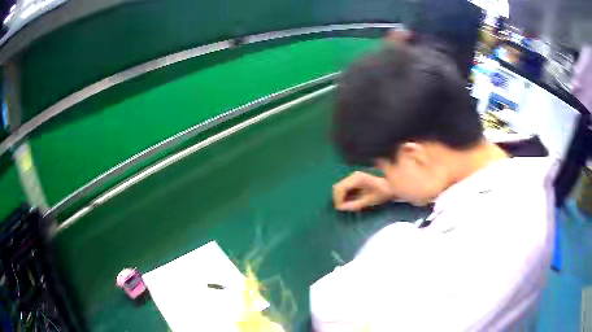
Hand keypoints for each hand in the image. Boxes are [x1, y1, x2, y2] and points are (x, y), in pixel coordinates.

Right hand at [332, 171, 392, 210]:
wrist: (391, 186)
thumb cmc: (382, 193)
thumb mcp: (368, 201)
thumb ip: (353, 205)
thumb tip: (340, 208)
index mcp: (357, 179)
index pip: (340, 188)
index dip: (337, 200)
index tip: (340, 209)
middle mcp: (353, 175)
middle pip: (337, 186)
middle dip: (337, 198)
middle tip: (341, 209)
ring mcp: (353, 176)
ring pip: (339, 187)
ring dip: (339, 197)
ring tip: (345, 206)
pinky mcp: (354, 179)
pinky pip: (343, 187)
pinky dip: (343, 195)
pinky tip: (349, 201)